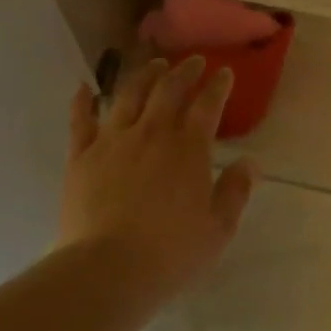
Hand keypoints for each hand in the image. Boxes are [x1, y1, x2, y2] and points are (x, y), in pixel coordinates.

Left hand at [60, 56, 257, 307]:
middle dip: (184, 71)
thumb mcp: (218, 229)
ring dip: (144, 75)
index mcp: (188, 149)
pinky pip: (80, 119)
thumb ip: (235, 191)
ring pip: (128, 94)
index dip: (218, 86)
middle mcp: (151, 133)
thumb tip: (250, 163)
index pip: (207, 106)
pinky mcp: (81, 155)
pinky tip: (84, 87)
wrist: (108, 268)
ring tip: (153, 65)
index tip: (225, 73)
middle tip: (192, 62)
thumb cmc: (171, 253)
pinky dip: (82, 100)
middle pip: (168, 90)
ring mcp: (112, 140)